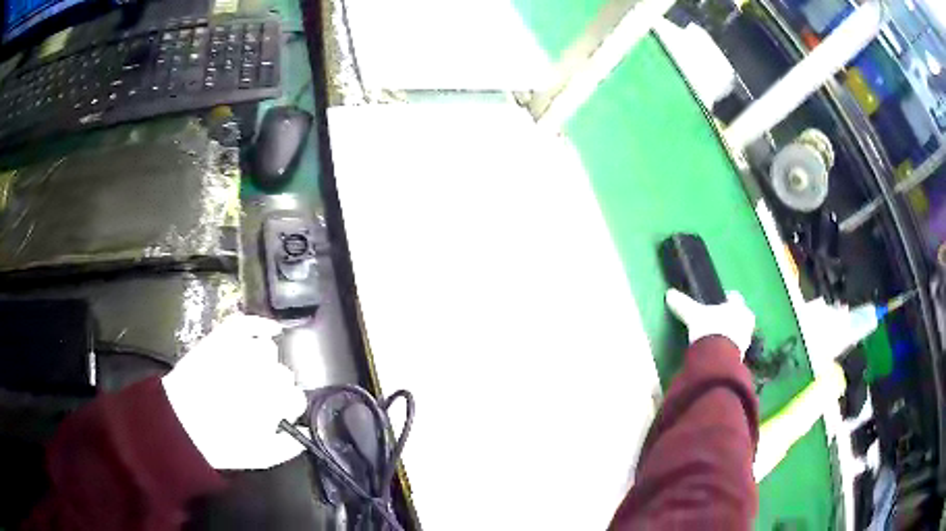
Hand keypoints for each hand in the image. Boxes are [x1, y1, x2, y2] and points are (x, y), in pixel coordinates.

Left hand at [161, 314, 306, 469]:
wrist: (179, 423)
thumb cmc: (221, 444)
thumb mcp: (261, 457)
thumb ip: (289, 445)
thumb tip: (302, 430)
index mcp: (274, 405)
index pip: (296, 398)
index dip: (287, 407)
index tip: (278, 413)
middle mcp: (262, 375)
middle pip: (283, 374)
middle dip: (275, 387)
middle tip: (259, 397)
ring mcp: (240, 353)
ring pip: (268, 350)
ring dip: (265, 363)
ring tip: (251, 373)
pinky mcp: (222, 339)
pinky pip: (247, 323)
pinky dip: (261, 324)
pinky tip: (271, 330)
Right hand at [665, 289, 755, 354]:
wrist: (718, 359)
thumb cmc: (710, 329)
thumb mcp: (692, 315)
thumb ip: (683, 304)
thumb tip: (670, 294)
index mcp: (738, 306)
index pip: (734, 297)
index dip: (725, 300)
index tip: (716, 305)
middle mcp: (746, 320)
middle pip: (740, 316)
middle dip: (730, 318)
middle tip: (716, 323)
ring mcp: (746, 339)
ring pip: (739, 332)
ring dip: (731, 335)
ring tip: (715, 340)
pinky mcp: (743, 356)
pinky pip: (736, 349)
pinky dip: (728, 349)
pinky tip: (716, 353)